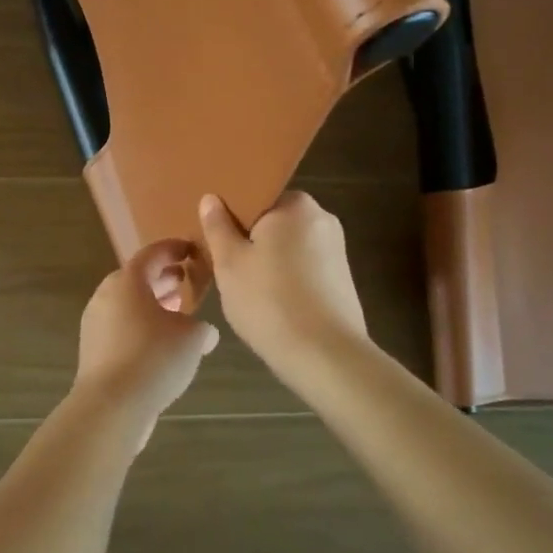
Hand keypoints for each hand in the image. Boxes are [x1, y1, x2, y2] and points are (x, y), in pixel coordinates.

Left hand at [71, 239, 219, 446]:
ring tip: (176, 313)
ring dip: (151, 305)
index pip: (152, 254)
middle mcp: (106, 296)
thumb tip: (204, 332)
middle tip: (184, 282)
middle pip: (136, 279)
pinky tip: (160, 345)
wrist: (111, 405)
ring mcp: (95, 323)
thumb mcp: (192, 337)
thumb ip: (202, 327)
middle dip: (161, 279)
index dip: (173, 250)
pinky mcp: (93, 350)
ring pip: (127, 305)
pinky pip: (120, 327)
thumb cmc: (154, 358)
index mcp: (128, 281)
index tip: (191, 251)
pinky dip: (140, 326)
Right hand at [198, 191, 368, 380]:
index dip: (231, 215)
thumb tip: (211, 198)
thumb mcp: (230, 263)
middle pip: (273, 222)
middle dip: (249, 240)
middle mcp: (322, 219)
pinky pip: (303, 269)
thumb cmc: (269, 301)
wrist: (325, 356)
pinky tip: (270, 304)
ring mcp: (336, 251)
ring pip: (288, 247)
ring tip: (244, 290)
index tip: (214, 237)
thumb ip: (218, 227)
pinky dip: (286, 280)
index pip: (256, 196)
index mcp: (296, 205)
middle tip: (222, 265)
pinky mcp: (342, 280)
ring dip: (267, 262)